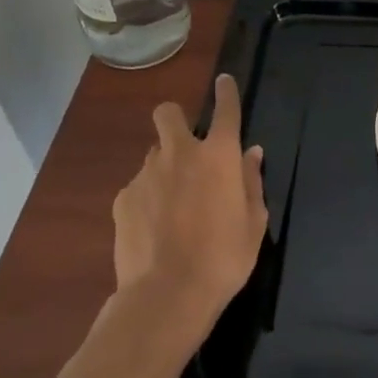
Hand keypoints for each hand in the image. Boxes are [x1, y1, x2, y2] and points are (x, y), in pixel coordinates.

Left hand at [110, 73, 267, 343]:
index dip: (226, 92)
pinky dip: (148, 197)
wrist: (167, 295)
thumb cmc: (224, 257)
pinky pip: (138, 185)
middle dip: (176, 119)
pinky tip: (154, 227)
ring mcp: (147, 174)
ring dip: (165, 165)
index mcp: (220, 156)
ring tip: (173, 201)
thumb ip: (251, 181)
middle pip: (169, 114)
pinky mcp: (123, 199)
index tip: (223, 81)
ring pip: (154, 153)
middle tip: (186, 145)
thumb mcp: (254, 221)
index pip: (226, 110)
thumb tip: (250, 153)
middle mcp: (181, 154)